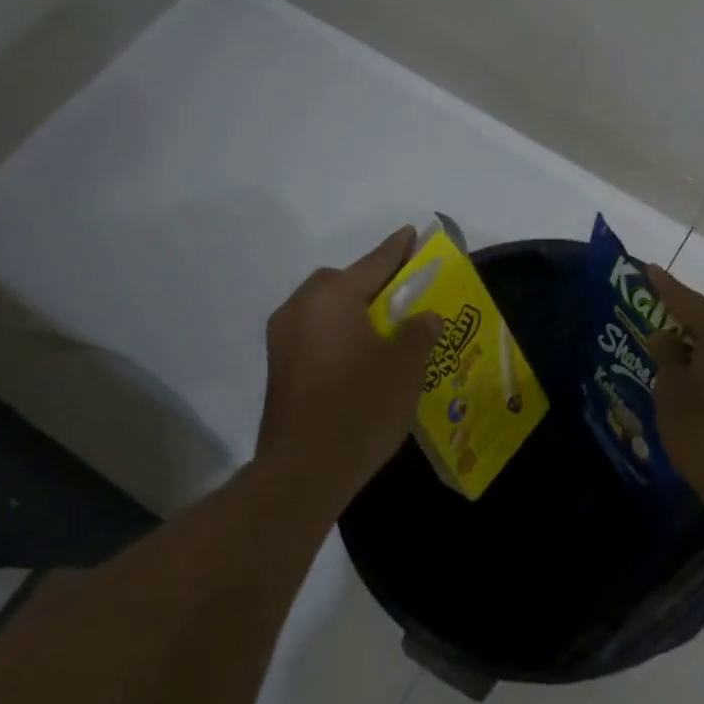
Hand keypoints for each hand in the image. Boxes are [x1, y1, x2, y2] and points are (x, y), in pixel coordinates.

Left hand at [255, 227, 441, 501]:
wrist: (305, 470)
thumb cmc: (361, 406)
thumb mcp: (406, 365)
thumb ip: (419, 331)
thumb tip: (424, 317)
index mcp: (331, 298)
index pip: (373, 263)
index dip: (399, 249)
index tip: (413, 233)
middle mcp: (300, 309)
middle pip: (341, 283)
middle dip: (371, 283)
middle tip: (403, 295)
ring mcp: (283, 340)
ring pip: (325, 310)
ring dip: (353, 311)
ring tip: (385, 329)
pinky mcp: (279, 369)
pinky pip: (315, 335)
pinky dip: (338, 335)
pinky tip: (361, 358)